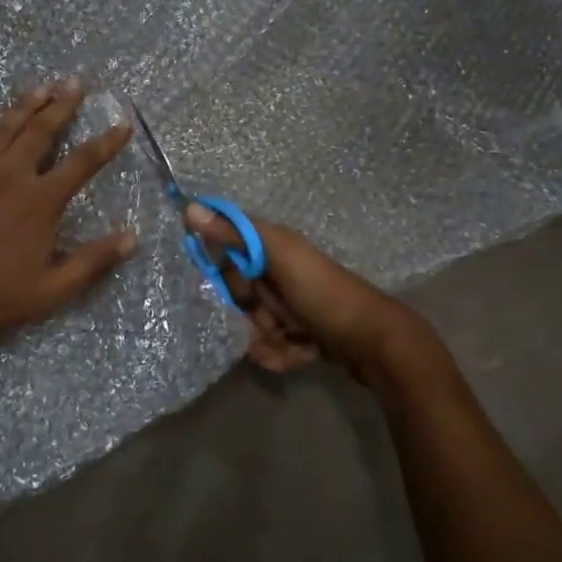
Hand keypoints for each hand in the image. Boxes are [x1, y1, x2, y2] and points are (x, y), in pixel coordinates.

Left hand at [0, 82, 136, 376]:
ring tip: (41, 86)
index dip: (107, 141)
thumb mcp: (51, 290)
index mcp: (40, 201)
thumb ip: (92, 261)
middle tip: (75, 82)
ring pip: (2, 126)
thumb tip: (132, 237)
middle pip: (42, 130)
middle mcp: (9, 174)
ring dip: (24, 104)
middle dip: (63, 104)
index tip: (123, 124)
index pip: (83, 162)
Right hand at [183, 205, 435, 382]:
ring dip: (265, 338)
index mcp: (274, 247)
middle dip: (248, 311)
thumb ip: (234, 234)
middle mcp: (280, 273)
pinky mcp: (301, 335)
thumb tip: (189, 207)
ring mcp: (291, 306)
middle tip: (269, 315)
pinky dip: (282, 354)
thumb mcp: (277, 257)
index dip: (223, 269)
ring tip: (290, 339)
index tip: (229, 283)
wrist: (373, 342)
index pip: (227, 250)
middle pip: (238, 294)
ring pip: (253, 325)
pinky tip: (301, 353)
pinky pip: (272, 347)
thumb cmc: (322, 294)